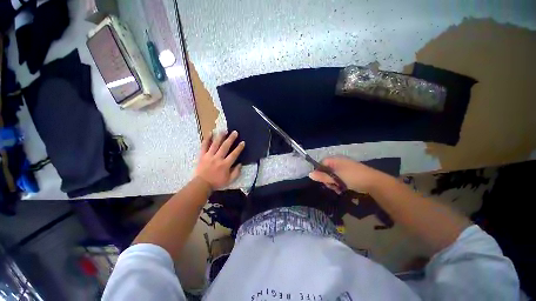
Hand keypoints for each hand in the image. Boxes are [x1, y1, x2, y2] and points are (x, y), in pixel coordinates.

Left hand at [195, 131, 244, 189]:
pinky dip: (207, 139)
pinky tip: (210, 133)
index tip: (243, 142)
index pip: (234, 154)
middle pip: (225, 146)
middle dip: (231, 139)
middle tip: (235, 132)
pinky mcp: (202, 155)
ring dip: (220, 136)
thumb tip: (240, 164)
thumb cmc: (217, 182)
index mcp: (225, 164)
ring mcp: (209, 156)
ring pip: (215, 144)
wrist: (201, 184)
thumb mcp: (229, 180)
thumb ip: (236, 172)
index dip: (239, 148)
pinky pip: (204, 146)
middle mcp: (218, 158)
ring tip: (224, 130)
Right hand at [308, 156, 385, 193]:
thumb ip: (323, 176)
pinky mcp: (350, 173)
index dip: (319, 171)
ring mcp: (345, 167)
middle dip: (327, 179)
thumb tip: (310, 174)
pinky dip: (339, 183)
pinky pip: (340, 178)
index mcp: (335, 160)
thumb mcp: (336, 178)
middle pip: (326, 170)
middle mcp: (339, 162)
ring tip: (338, 189)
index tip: (321, 180)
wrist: (374, 182)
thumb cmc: (352, 177)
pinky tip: (342, 189)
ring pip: (333, 175)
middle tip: (331, 186)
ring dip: (333, 183)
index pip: (321, 163)